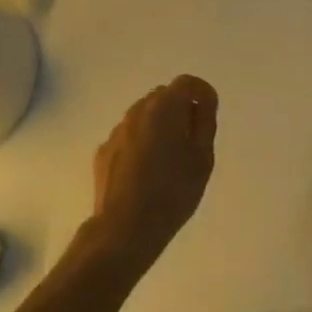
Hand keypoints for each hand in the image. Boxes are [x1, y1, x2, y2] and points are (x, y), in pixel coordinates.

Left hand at [85, 75, 217, 276]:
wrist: (124, 229)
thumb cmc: (172, 192)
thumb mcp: (203, 158)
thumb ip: (205, 122)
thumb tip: (203, 101)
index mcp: (164, 107)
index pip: (187, 82)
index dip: (202, 94)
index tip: (208, 116)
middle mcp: (138, 110)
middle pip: (163, 96)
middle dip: (180, 110)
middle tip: (191, 141)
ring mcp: (117, 130)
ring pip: (144, 116)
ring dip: (158, 127)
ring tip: (168, 160)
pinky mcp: (104, 151)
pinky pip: (129, 137)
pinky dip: (140, 144)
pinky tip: (145, 173)